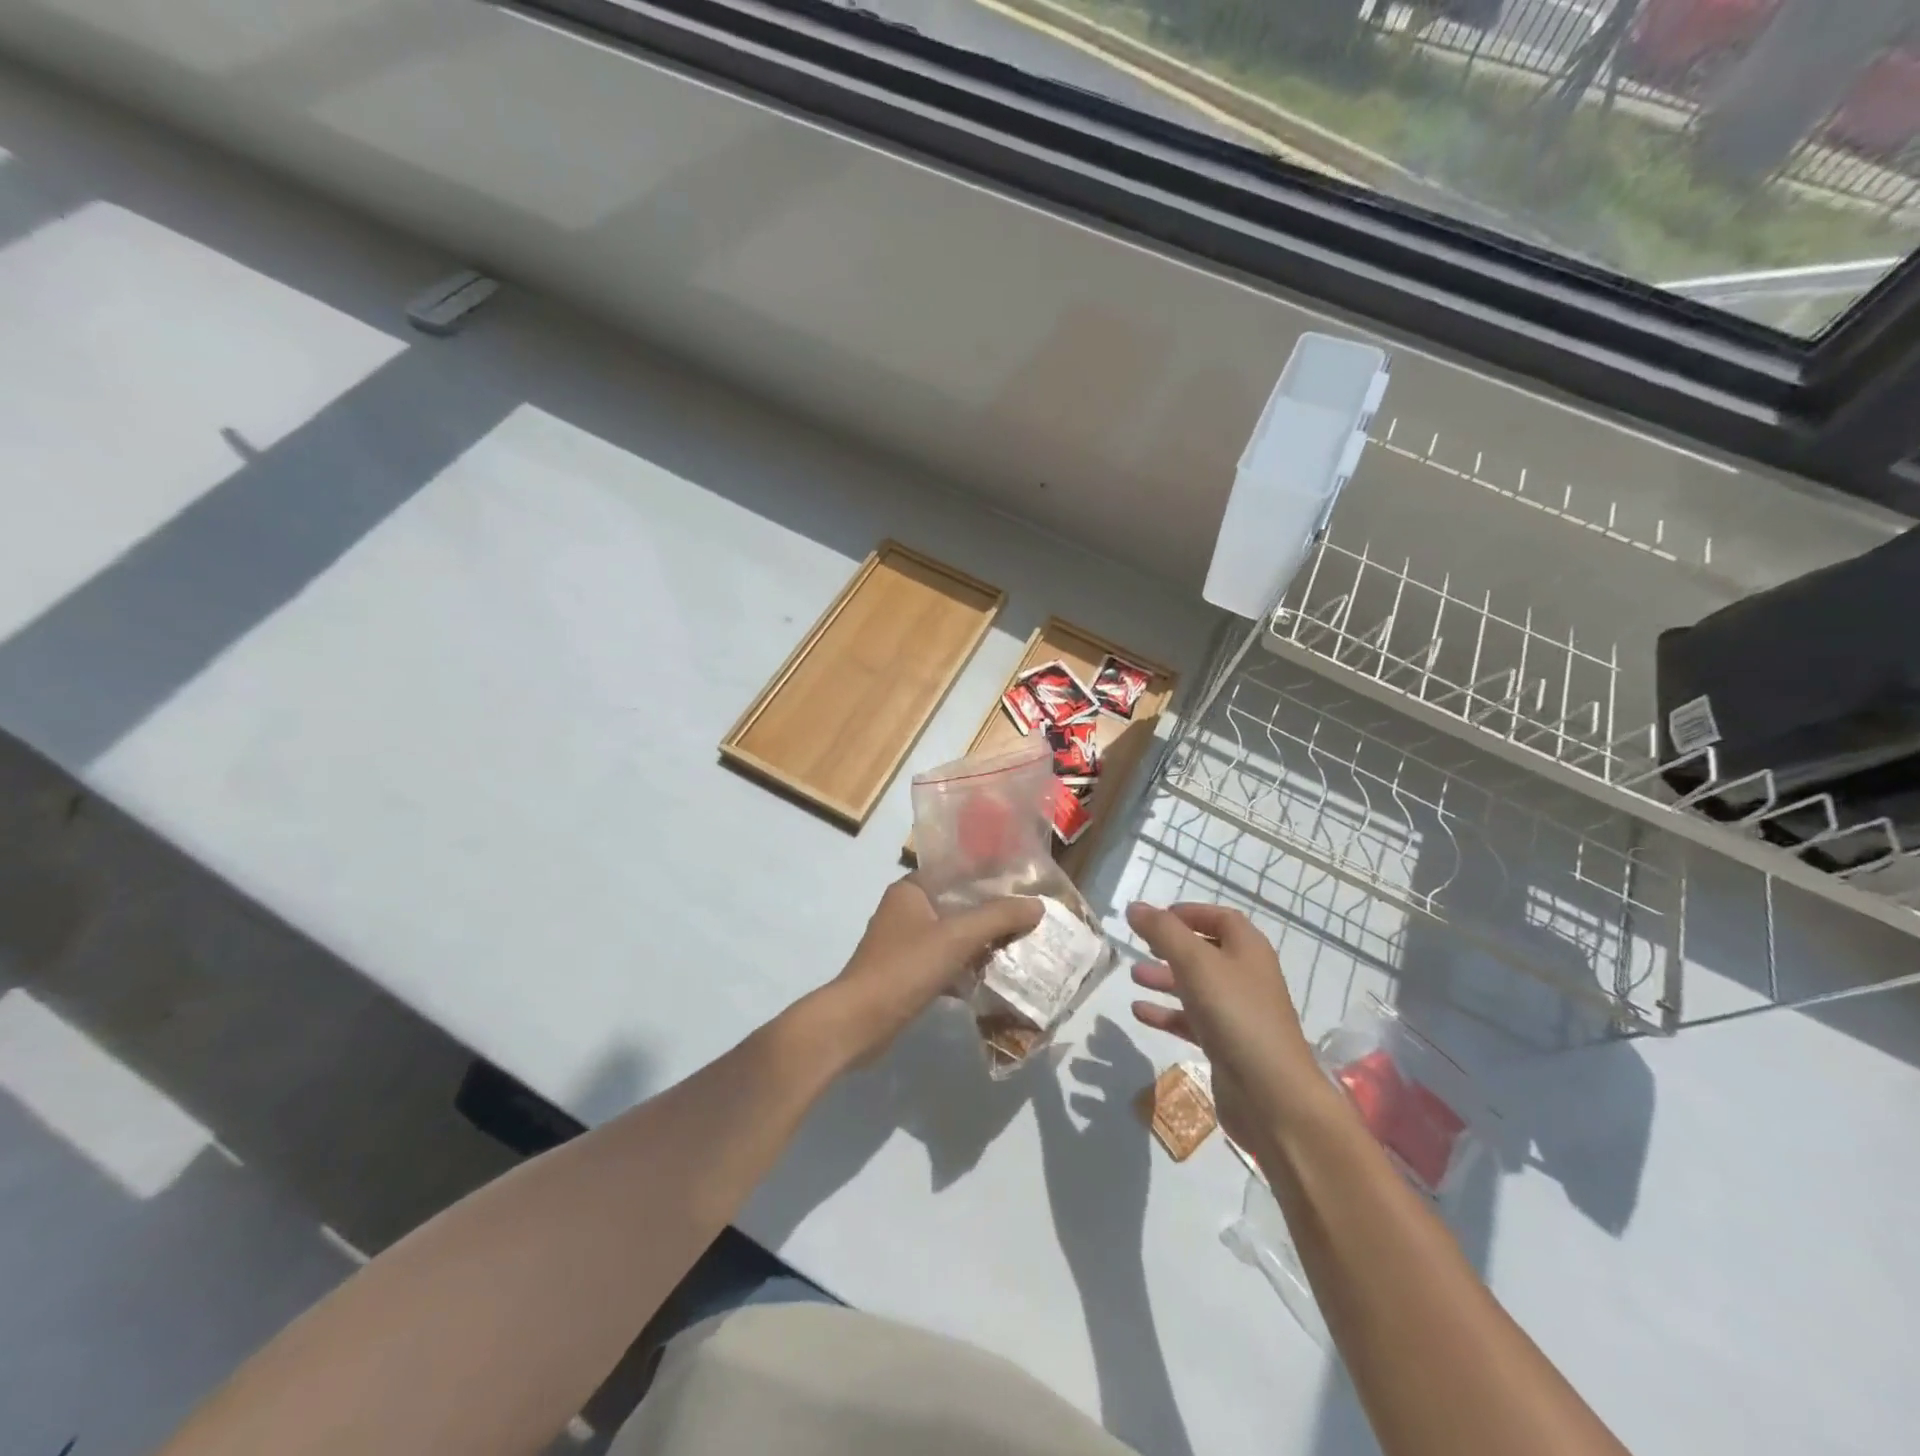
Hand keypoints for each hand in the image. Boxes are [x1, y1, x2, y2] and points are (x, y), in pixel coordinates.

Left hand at [816, 878, 1042, 1068]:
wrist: (859, 1023)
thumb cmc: (904, 968)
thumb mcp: (956, 937)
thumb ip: (998, 917)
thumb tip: (1038, 904)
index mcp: (911, 890)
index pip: (957, 871)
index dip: (990, 875)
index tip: (1024, 884)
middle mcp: (906, 910)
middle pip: (958, 904)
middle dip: (992, 912)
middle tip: (1030, 916)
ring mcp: (905, 943)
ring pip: (953, 935)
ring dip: (982, 941)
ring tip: (1022, 943)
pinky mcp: (908, 973)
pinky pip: (946, 961)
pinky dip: (967, 966)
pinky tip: (996, 975)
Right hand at [1125, 902, 1320, 1153]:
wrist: (1271, 1095)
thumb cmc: (1235, 1014)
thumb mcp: (1194, 963)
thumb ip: (1162, 931)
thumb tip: (1135, 907)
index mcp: (1248, 949)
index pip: (1220, 918)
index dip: (1189, 913)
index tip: (1156, 917)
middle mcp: (1246, 977)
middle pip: (1206, 951)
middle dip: (1171, 946)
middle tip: (1140, 945)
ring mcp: (1238, 1013)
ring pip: (1196, 986)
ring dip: (1165, 978)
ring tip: (1134, 976)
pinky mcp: (1227, 1045)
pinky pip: (1192, 1020)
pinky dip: (1167, 1013)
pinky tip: (1140, 1012)